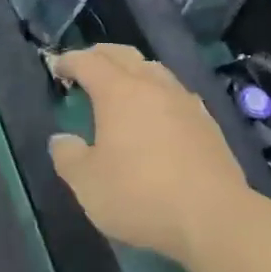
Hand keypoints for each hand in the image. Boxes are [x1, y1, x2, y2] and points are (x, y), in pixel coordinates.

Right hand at [49, 45, 247, 266]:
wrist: (213, 216)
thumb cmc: (140, 194)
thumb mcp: (88, 184)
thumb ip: (68, 156)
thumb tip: (62, 139)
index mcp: (118, 91)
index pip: (88, 61)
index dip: (69, 60)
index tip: (57, 67)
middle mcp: (152, 85)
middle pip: (123, 55)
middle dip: (100, 55)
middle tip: (85, 68)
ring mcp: (183, 100)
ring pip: (153, 69)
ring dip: (132, 70)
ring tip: (121, 87)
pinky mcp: (206, 120)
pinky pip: (174, 92)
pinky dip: (157, 92)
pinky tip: (157, 113)